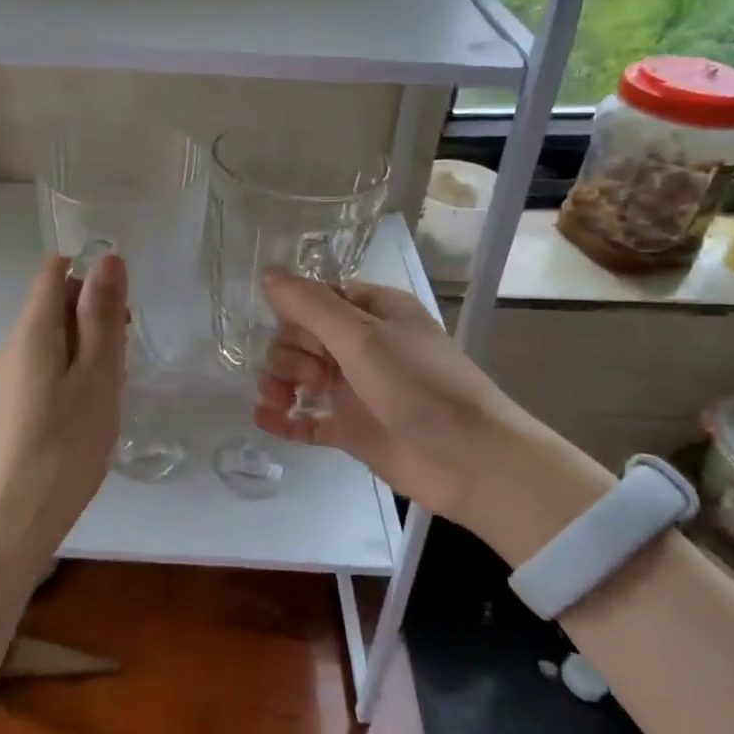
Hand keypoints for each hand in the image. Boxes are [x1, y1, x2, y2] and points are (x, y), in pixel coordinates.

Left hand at [0, 252, 127, 573]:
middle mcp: (15, 346)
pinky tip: (92, 415)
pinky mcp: (15, 407)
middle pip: (57, 304)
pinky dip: (78, 379)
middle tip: (122, 361)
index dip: (93, 279)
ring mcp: (12, 378)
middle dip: (96, 318)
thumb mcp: (97, 376)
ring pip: (58, 341)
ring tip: (111, 393)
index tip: (122, 315)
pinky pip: (50, 371)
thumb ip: (101, 315)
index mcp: (32, 329)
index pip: (55, 271)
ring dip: (91, 353)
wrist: (10, 523)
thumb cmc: (63, 446)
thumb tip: (107, 257)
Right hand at [253, 274, 608, 563]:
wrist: (469, 460)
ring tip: (277, 399)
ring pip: (302, 377)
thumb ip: (310, 305)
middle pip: (304, 338)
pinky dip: (285, 417)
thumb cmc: (418, 384)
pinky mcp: (352, 429)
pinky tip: (264, 418)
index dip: (296, 312)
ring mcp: (357, 389)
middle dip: (289, 352)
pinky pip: (308, 419)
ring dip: (280, 382)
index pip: (319, 299)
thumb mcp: (362, 336)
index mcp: (376, 312)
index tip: (287, 328)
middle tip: (305, 374)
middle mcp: (365, 346)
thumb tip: (266, 273)